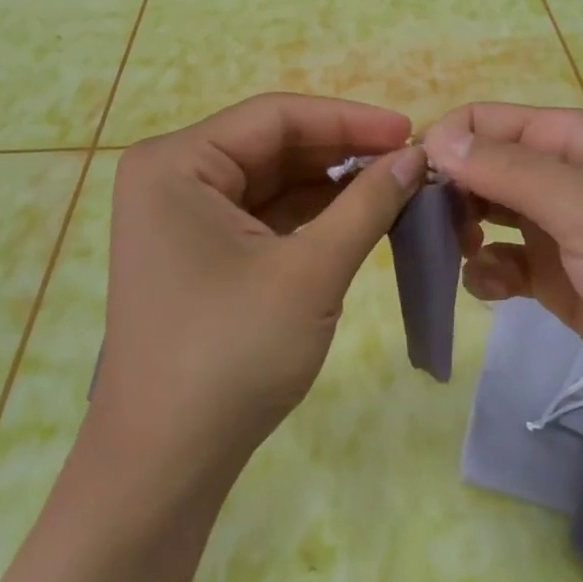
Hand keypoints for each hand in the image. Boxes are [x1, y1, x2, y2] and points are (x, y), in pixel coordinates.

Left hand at [92, 93, 425, 485]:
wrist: (165, 464)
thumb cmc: (230, 356)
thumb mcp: (310, 272)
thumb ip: (367, 204)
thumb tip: (417, 155)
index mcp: (177, 162)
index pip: (274, 117)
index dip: (348, 119)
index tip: (410, 130)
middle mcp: (172, 176)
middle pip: (272, 145)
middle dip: (342, 153)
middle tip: (411, 162)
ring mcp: (181, 215)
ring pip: (271, 180)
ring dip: (331, 184)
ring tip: (397, 187)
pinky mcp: (198, 250)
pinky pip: (262, 214)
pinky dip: (310, 215)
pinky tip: (360, 215)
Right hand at [422, 104, 582, 437]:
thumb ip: (509, 171)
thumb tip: (434, 140)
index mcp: (569, 142)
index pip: (483, 122)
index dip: (446, 145)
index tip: (415, 188)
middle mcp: (558, 177)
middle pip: (477, 167)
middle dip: (448, 193)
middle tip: (427, 232)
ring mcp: (556, 229)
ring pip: (482, 213)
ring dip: (461, 232)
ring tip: (464, 258)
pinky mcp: (554, 279)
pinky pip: (498, 262)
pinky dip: (486, 272)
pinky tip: (496, 291)